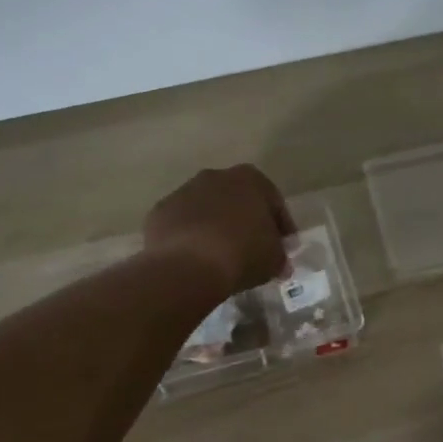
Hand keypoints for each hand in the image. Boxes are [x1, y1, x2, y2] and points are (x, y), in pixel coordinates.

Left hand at [143, 165, 294, 296]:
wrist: (187, 265)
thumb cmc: (242, 254)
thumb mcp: (274, 259)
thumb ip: (280, 255)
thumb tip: (279, 263)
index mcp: (250, 178)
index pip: (274, 202)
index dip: (281, 227)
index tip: (283, 248)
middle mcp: (215, 176)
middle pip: (237, 201)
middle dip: (245, 222)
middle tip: (252, 251)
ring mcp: (183, 192)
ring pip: (207, 210)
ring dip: (215, 228)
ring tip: (221, 258)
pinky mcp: (159, 212)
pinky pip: (183, 225)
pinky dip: (190, 238)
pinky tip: (195, 260)